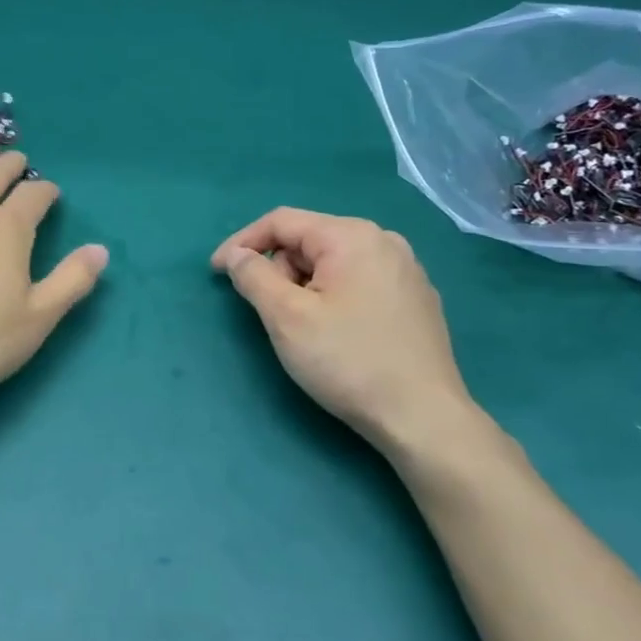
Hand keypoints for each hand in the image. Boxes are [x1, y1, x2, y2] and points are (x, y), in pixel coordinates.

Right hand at [211, 208, 480, 456]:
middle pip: (309, 241)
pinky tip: (339, 335)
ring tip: (306, 329)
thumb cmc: (348, 361)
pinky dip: (334, 297)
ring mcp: (407, 271)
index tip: (217, 272)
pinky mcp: (417, 300)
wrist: (423, 418)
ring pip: (334, 264)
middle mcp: (384, 241)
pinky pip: (360, 282)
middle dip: (280, 271)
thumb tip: (237, 255)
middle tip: (271, 314)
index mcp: (352, 236)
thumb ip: (254, 276)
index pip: (282, 221)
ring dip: (306, 287)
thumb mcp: (286, 317)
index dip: (242, 243)